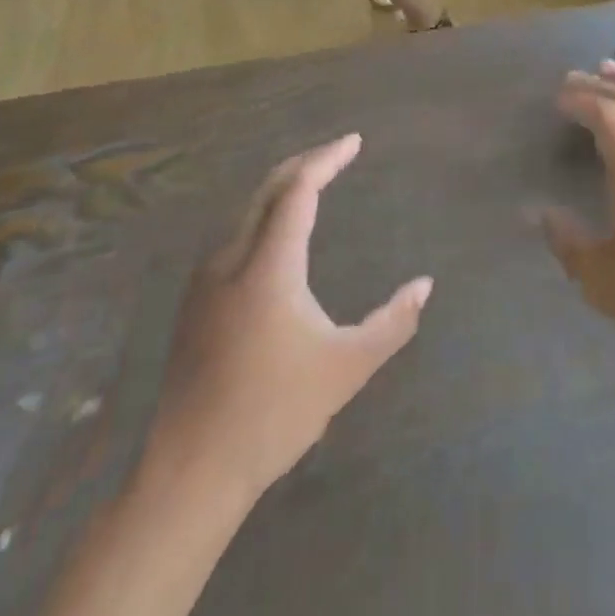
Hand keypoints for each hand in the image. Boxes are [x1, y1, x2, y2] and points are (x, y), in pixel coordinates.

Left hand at [148, 135, 432, 497]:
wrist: (189, 474)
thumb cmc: (273, 414)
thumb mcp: (346, 368)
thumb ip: (392, 323)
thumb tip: (425, 285)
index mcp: (269, 266)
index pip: (298, 190)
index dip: (327, 159)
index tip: (354, 141)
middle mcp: (232, 260)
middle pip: (268, 189)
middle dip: (305, 163)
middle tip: (338, 153)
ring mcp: (206, 281)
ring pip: (246, 210)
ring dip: (282, 188)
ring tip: (313, 184)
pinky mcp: (194, 304)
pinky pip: (234, 234)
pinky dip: (264, 214)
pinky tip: (277, 234)